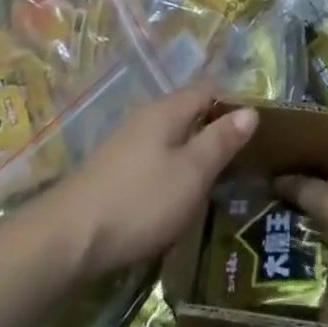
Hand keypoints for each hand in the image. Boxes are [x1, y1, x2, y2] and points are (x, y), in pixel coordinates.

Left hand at [36, 87, 257, 280]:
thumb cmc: (140, 201)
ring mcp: (127, 142)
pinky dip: (173, 168)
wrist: (69, 237)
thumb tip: (250, 110)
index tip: (258, 131)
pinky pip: (155, 156)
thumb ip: (220, 141)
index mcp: (167, 110)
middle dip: (215, 130)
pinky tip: (179, 195)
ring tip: (217, 181)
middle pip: (189, 111)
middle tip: (243, 160)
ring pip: (171, 136)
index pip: (208, 89)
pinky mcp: (115, 169)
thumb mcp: (191, 173)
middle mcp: (146, 116)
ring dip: (194, 152)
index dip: (234, 104)